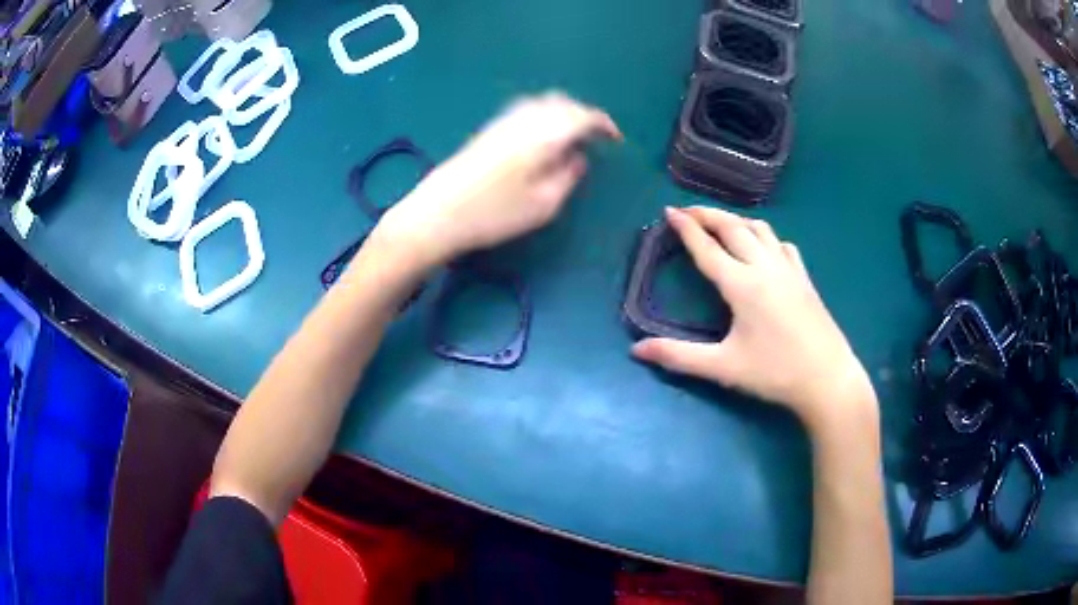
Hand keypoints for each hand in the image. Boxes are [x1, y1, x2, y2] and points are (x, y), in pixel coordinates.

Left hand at [372, 92, 621, 267]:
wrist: (438, 213)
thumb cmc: (494, 214)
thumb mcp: (544, 205)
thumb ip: (568, 177)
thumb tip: (579, 158)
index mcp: (544, 134)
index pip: (582, 116)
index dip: (603, 124)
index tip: (614, 139)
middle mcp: (525, 119)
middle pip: (562, 103)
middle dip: (583, 115)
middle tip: (594, 138)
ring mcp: (503, 121)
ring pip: (542, 103)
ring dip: (563, 113)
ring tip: (571, 138)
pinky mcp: (488, 130)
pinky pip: (525, 111)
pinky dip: (543, 117)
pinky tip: (541, 138)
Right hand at [631, 207, 875, 432]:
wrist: (827, 378)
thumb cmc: (775, 373)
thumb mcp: (723, 367)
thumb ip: (678, 356)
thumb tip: (636, 351)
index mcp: (742, 285)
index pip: (707, 248)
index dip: (686, 228)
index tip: (669, 211)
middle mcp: (765, 267)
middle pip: (732, 228)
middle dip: (707, 214)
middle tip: (687, 211)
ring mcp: (788, 269)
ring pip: (760, 229)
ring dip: (735, 220)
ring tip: (719, 223)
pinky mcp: (804, 277)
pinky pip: (781, 244)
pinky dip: (765, 236)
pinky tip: (763, 247)